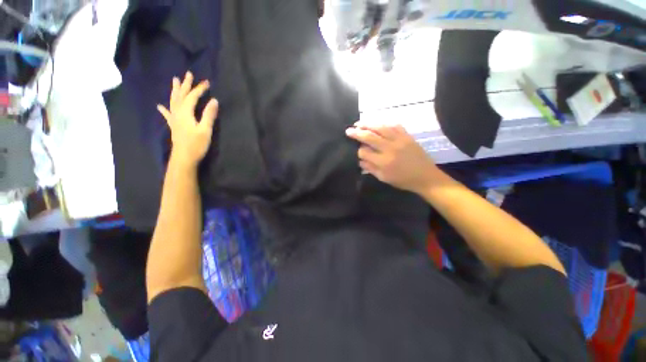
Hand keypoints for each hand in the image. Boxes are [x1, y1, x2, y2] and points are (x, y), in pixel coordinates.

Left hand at [157, 72, 217, 167]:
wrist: (184, 158)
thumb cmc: (196, 144)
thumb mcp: (205, 130)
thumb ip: (209, 115)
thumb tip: (214, 100)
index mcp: (186, 113)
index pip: (192, 97)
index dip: (199, 89)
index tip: (207, 83)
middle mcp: (178, 113)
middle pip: (181, 96)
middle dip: (185, 85)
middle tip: (188, 74)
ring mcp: (174, 119)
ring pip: (173, 101)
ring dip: (175, 91)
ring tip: (175, 81)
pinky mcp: (174, 126)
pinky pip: (168, 114)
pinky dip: (164, 109)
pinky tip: (160, 106)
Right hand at [345, 123, 436, 193]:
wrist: (426, 177)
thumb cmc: (403, 180)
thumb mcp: (383, 178)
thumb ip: (370, 168)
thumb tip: (359, 159)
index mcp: (383, 162)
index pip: (364, 152)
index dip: (358, 151)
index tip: (358, 151)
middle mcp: (389, 148)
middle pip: (369, 136)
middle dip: (357, 132)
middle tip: (348, 130)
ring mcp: (399, 140)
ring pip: (380, 127)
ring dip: (368, 124)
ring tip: (359, 123)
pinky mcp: (407, 136)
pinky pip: (394, 125)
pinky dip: (384, 123)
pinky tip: (378, 124)